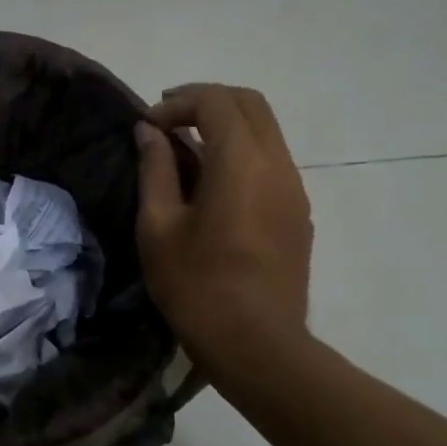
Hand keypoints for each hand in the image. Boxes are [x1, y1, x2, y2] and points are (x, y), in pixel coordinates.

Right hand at [133, 85, 313, 367]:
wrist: (256, 344)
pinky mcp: (298, 214)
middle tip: (168, 118)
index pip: (216, 102)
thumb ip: (155, 170)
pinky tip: (213, 182)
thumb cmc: (197, 286)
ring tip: (186, 148)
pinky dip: (241, 152)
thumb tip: (149, 132)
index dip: (178, 102)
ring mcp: (295, 190)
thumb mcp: (159, 226)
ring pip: (266, 132)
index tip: (148, 125)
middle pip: (250, 104)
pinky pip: (272, 162)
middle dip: (207, 101)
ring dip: (226, 126)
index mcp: (242, 163)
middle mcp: (278, 165)